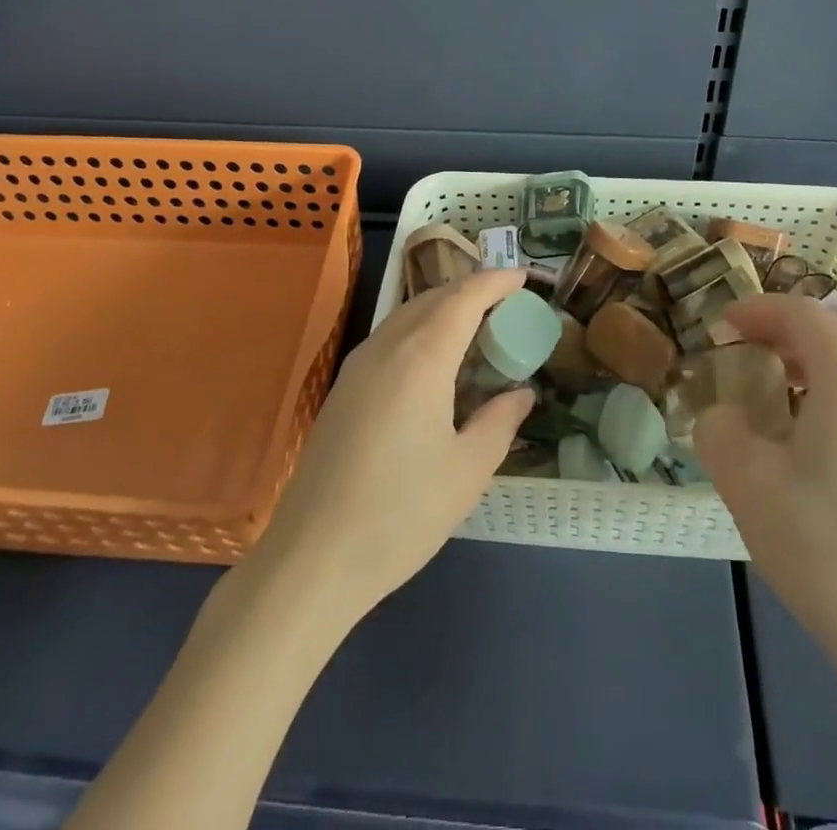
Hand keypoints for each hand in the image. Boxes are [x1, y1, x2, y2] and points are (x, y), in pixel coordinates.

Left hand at [250, 269, 533, 625]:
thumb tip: (522, 393)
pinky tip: (434, 362)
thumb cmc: (401, 514)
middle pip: (433, 298)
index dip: (496, 280)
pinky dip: (420, 330)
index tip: (524, 277)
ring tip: (475, 328)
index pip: (465, 297)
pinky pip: (389, 337)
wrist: (313, 558)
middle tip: (506, 305)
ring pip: (407, 314)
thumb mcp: (467, 471)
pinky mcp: (342, 388)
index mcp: (422, 357)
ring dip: (443, 309)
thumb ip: (499, 422)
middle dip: (472, 291)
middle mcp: (386, 347)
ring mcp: (357, 365)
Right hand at [695, 294, 836, 694]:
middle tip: (746, 348)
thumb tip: (725, 415)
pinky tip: (815, 430)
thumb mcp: (747, 484)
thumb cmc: (827, 553)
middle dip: (788, 326)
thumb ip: (720, 428)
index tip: (720, 326)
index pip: (804, 314)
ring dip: (816, 354)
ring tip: (776, 385)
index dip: (757, 310)